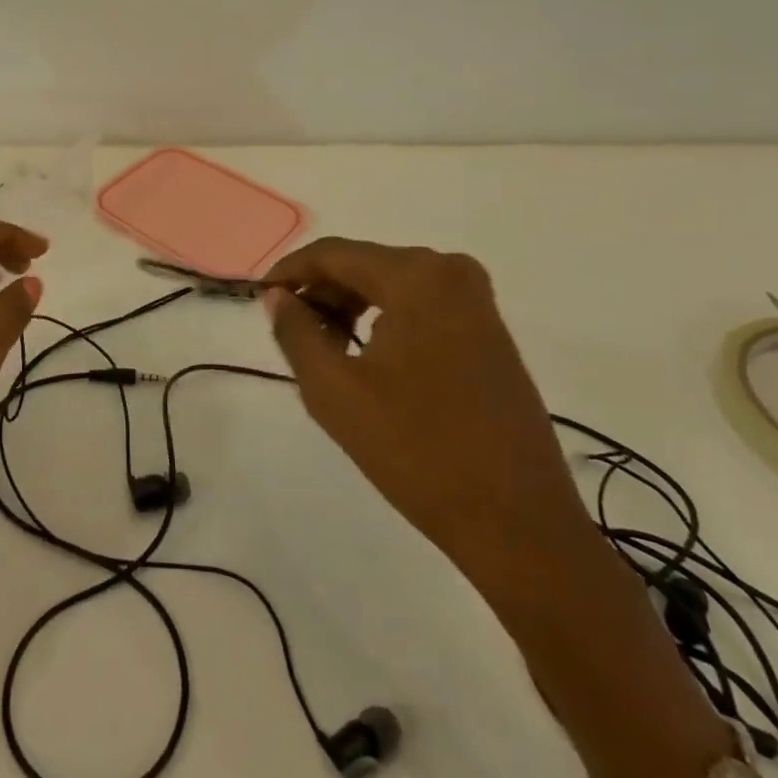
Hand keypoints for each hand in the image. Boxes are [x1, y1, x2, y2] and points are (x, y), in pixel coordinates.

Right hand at [261, 238, 586, 574]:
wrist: (519, 524)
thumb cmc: (418, 452)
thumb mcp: (335, 391)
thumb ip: (296, 332)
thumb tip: (277, 297)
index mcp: (417, 276)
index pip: (333, 253)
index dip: (289, 271)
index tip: (259, 297)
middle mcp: (451, 272)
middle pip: (364, 265)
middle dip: (320, 292)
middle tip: (288, 331)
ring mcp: (477, 302)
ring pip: (391, 285)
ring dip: (349, 307)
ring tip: (322, 350)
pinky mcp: (489, 332)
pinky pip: (420, 306)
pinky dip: (383, 321)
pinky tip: (364, 359)